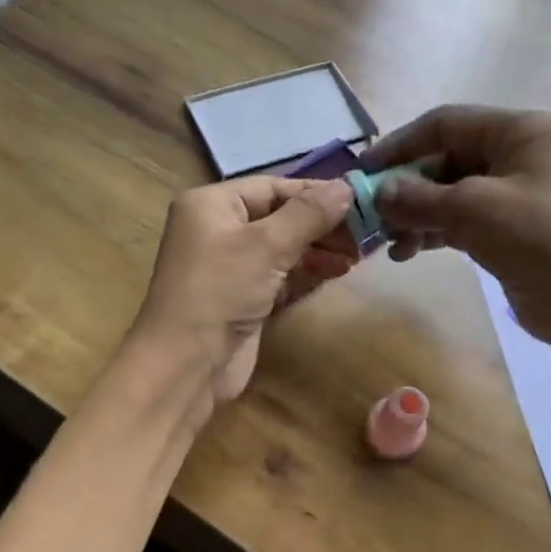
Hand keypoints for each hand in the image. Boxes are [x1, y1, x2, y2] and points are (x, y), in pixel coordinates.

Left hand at [128, 176, 355, 409]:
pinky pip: (279, 275)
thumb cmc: (219, 292)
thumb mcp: (266, 245)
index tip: (360, 200)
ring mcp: (228, 266)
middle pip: (278, 216)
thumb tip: (347, 187)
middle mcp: (217, 229)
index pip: (271, 187)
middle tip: (365, 233)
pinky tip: (338, 272)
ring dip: (318, 249)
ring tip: (357, 255)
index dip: (315, 193)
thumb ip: (309, 214)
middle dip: (320, 224)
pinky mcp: (242, 298)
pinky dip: (306, 272)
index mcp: (211, 205)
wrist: (186, 364)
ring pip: (281, 247)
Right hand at [364, 106, 550, 353]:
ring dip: (415, 215)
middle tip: (371, 215)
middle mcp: (515, 155)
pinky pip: (459, 221)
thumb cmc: (540, 239)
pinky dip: (432, 233)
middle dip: (407, 188)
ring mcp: (512, 195)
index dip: (400, 144)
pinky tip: (407, 252)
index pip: (445, 124)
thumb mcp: (474, 210)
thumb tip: (377, 192)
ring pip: (448, 194)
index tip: (363, 171)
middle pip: (445, 160)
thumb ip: (419, 198)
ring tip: (387, 242)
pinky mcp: (507, 230)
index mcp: (518, 132)